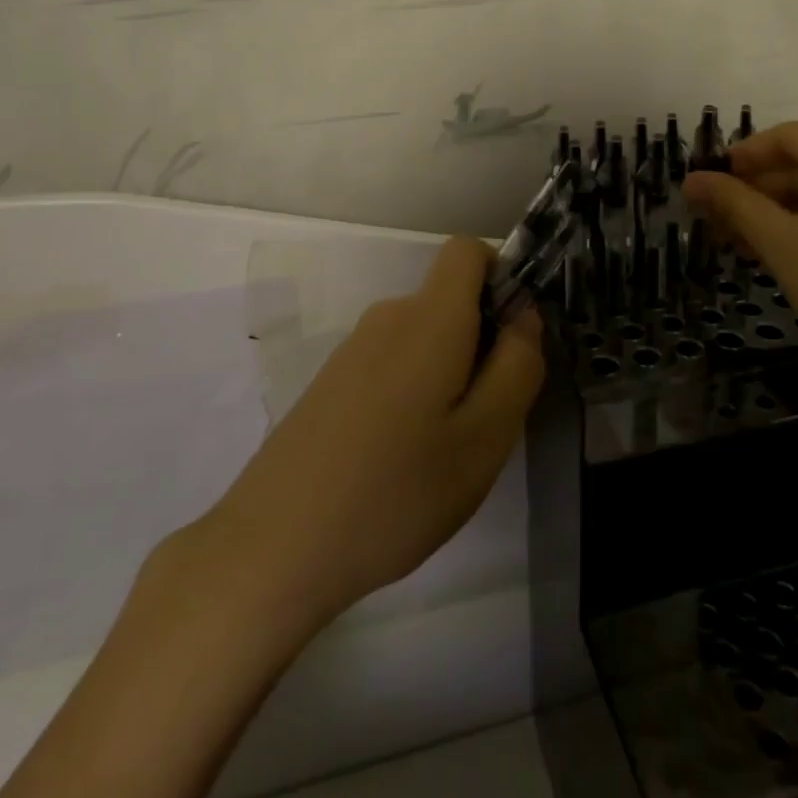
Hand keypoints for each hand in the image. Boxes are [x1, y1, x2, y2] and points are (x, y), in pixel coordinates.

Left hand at [199, 236, 544, 629]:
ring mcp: (353, 350)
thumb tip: (524, 315)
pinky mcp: (331, 382)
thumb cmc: (395, 491)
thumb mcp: (484, 438)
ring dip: (447, 377)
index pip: (468, 250)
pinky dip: (413, 395)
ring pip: (424, 340)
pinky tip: (398, 463)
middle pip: (450, 301)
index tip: (512, 340)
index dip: (500, 277)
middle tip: (484, 423)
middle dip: (481, 344)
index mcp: (429, 317)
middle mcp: (388, 317)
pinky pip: (392, 365)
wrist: (273, 547)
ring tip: (441, 454)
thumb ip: (517, 366)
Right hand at [682, 121, 797, 427]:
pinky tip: (780, 249)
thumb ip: (733, 203)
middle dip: (759, 191)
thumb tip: (691, 180)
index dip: (741, 158)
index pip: (790, 137)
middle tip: (715, 221)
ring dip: (783, 211)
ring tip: (739, 242)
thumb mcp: (783, 245)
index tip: (704, 185)